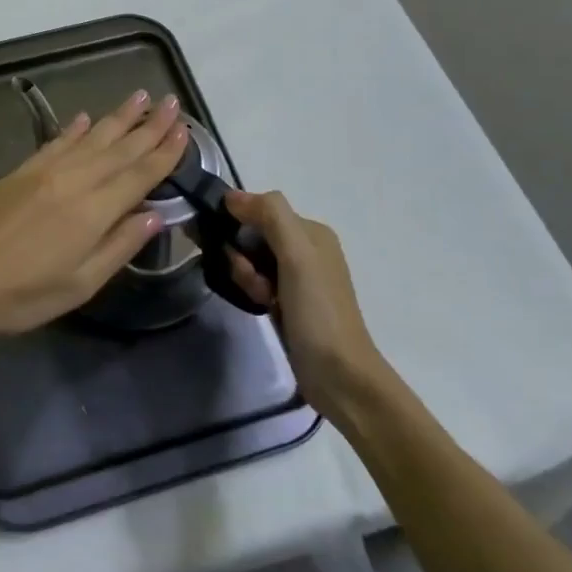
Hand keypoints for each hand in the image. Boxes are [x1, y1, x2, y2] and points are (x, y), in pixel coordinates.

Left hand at [0, 91, 188, 337]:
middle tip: (171, 102)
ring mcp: (45, 171)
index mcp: (94, 211)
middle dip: (149, 125)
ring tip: (140, 96)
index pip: (139, 174)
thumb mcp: (80, 284)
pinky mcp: (21, 171)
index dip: (165, 152)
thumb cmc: (23, 294)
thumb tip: (154, 215)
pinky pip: (56, 142)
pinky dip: (74, 128)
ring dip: (118, 117)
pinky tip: (86, 118)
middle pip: (120, 148)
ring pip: (91, 138)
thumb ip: (119, 246)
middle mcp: (74, 181)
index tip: (184, 130)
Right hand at [224, 190, 385, 414]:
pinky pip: (258, 282)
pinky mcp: (289, 302)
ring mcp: (298, 277)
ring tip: (262, 299)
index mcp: (312, 231)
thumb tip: (231, 196)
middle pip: (254, 235)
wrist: (339, 376)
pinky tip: (262, 307)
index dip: (239, 224)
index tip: (231, 249)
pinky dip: (254, 291)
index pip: (260, 209)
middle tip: (254, 281)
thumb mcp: (297, 255)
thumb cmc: (318, 312)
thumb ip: (270, 216)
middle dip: (243, 256)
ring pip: (252, 260)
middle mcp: (306, 248)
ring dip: (247, 276)